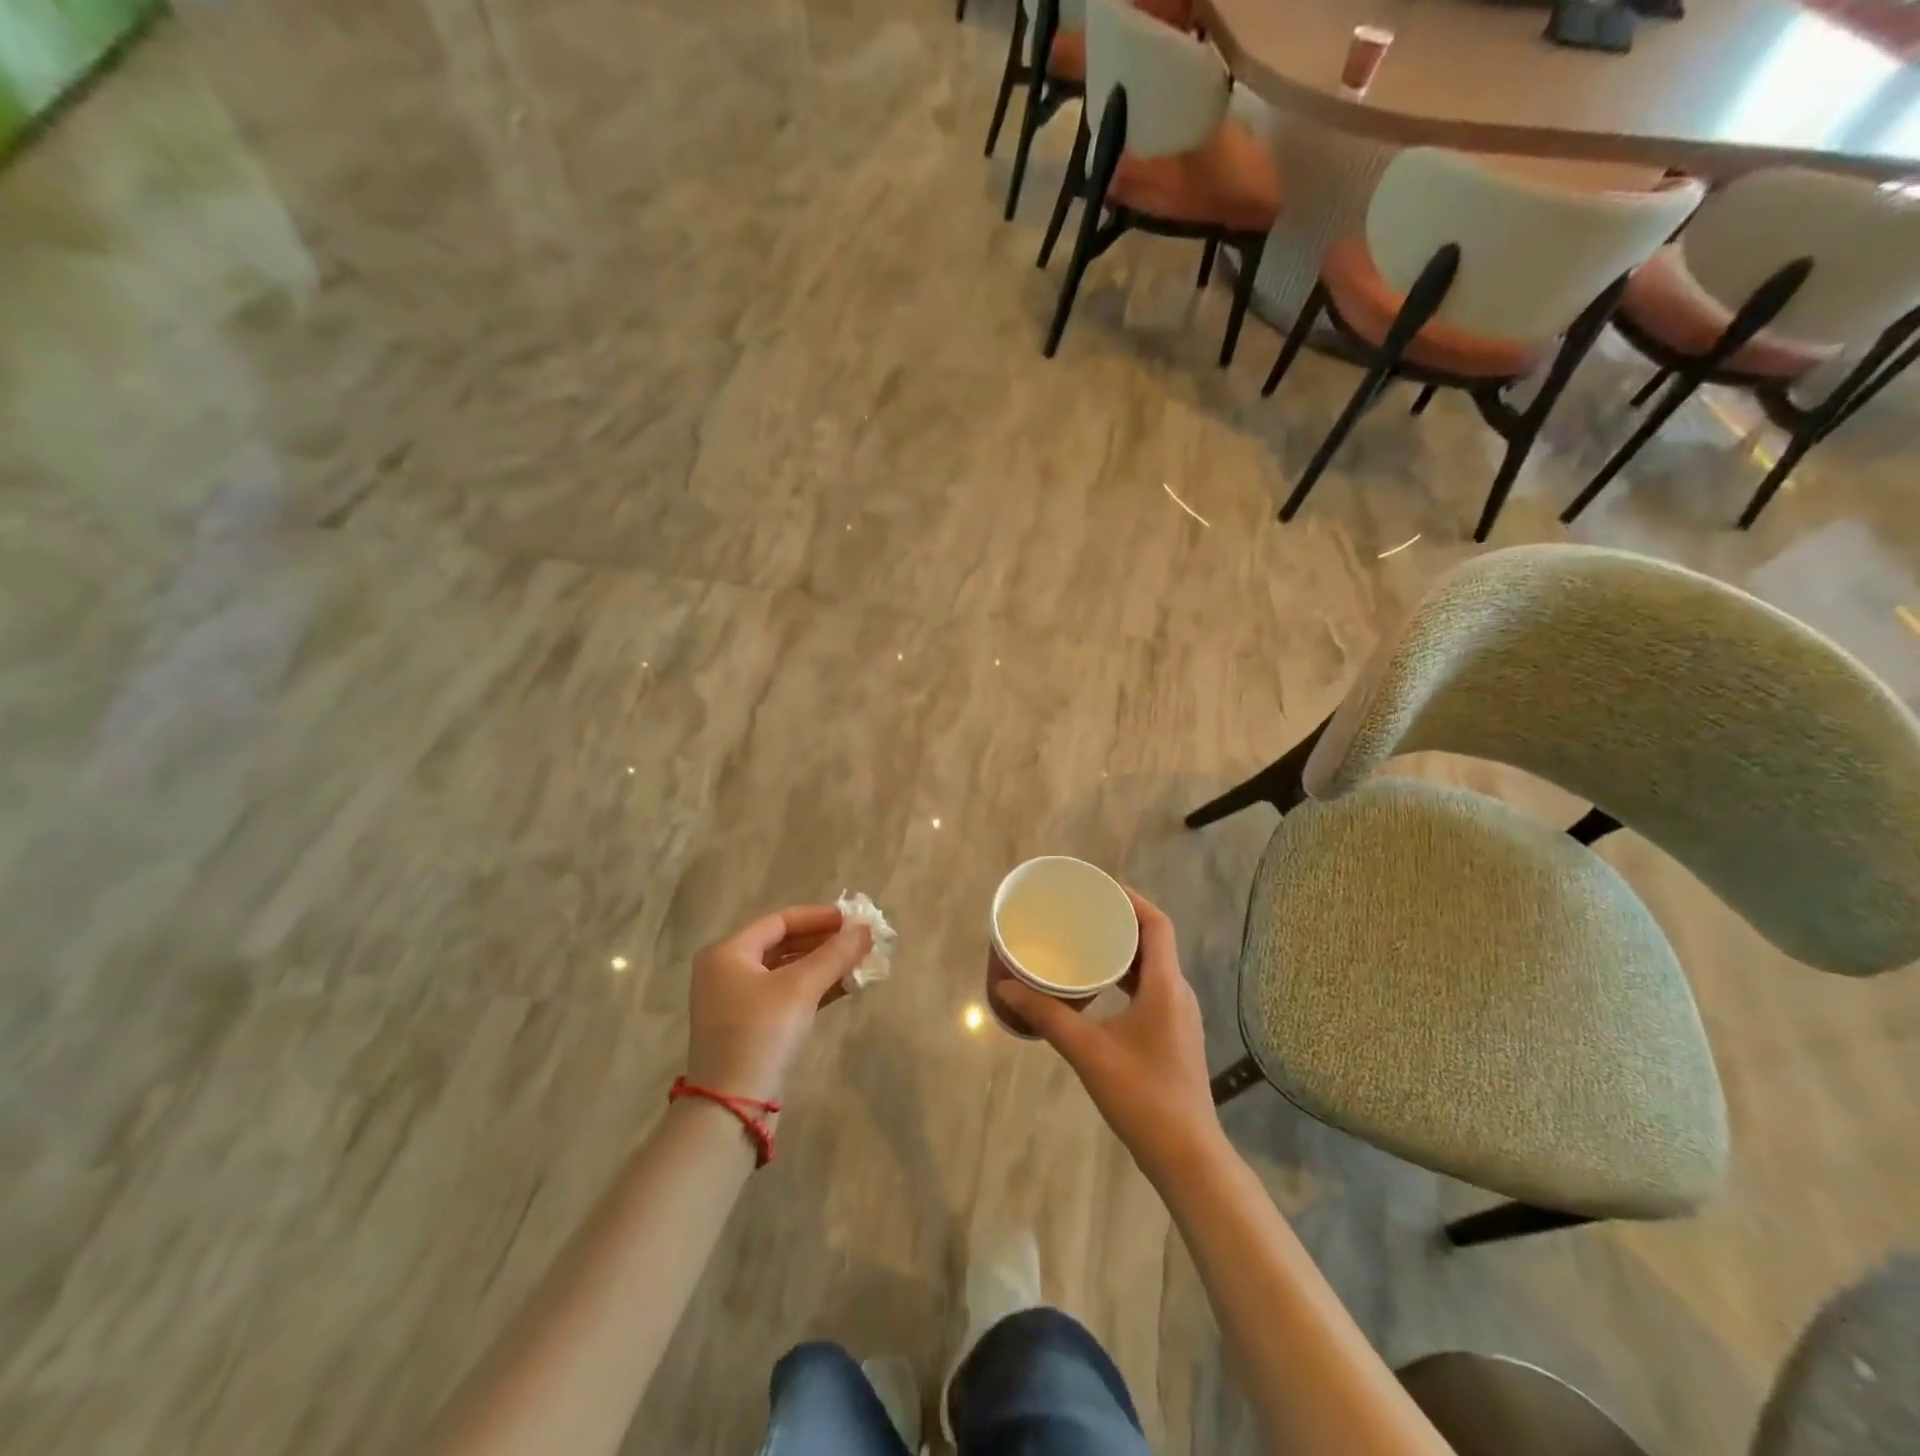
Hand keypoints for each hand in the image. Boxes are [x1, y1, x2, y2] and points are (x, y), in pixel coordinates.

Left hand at [684, 906, 872, 1105]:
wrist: (732, 1105)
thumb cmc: (761, 1032)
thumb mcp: (800, 988)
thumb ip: (834, 954)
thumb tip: (865, 929)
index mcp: (728, 952)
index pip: (779, 921)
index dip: (818, 917)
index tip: (852, 919)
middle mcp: (727, 971)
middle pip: (783, 944)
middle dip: (824, 942)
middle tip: (859, 941)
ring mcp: (737, 1001)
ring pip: (787, 971)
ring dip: (823, 965)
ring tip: (859, 962)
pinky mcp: (750, 1026)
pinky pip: (786, 994)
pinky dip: (813, 988)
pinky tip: (845, 986)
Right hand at [996, 888, 1223, 1181]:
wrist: (1187, 1156)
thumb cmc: (1142, 1096)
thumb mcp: (1088, 1052)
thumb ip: (1047, 1016)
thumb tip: (1005, 987)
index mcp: (1166, 986)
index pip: (1157, 924)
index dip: (1132, 899)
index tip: (1099, 887)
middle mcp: (1178, 993)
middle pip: (1154, 941)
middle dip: (1121, 921)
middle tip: (1083, 912)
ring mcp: (1179, 1016)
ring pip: (1152, 966)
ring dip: (1123, 950)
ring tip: (1086, 942)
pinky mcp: (1173, 1035)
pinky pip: (1151, 989)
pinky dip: (1126, 976)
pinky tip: (1099, 987)